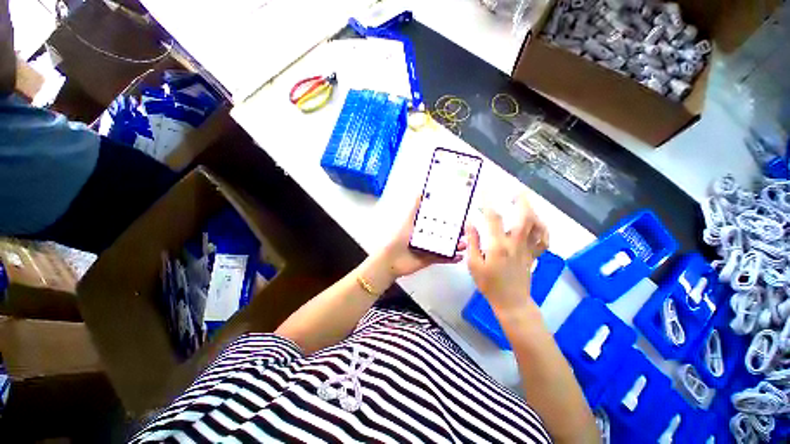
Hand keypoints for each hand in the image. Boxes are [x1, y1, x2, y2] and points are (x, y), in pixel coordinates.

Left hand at [375, 196, 465, 278]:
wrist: (391, 259)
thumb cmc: (398, 238)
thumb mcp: (408, 219)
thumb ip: (415, 207)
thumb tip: (420, 192)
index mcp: (422, 226)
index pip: (438, 221)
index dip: (448, 219)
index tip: (458, 217)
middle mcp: (427, 237)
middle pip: (444, 234)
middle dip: (455, 233)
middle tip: (465, 231)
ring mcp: (429, 249)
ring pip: (446, 246)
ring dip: (456, 246)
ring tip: (463, 244)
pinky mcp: (430, 259)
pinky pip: (443, 259)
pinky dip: (451, 258)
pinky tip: (459, 256)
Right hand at [466, 194, 548, 313]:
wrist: (511, 302)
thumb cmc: (489, 284)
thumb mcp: (474, 264)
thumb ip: (472, 242)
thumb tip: (471, 223)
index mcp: (498, 246)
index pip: (494, 219)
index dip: (489, 202)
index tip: (485, 190)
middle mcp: (516, 244)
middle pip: (524, 218)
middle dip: (522, 201)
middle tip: (516, 191)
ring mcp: (528, 249)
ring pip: (537, 226)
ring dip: (533, 211)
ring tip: (525, 202)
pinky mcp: (534, 255)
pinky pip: (544, 239)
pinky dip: (543, 228)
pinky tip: (537, 222)